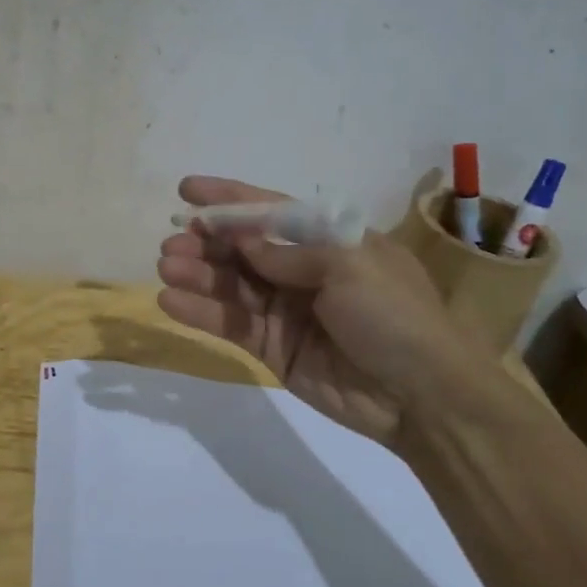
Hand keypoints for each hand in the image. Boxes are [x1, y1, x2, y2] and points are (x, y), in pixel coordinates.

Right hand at [156, 176, 499, 446]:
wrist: (421, 397)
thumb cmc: (394, 316)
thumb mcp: (350, 266)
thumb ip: (289, 253)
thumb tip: (243, 242)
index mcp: (330, 241)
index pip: (272, 210)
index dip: (229, 199)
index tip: (187, 189)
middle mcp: (303, 270)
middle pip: (243, 248)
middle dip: (206, 241)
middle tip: (172, 242)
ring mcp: (285, 310)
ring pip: (231, 284)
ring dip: (196, 273)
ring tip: (165, 267)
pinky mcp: (271, 347)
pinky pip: (230, 323)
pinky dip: (200, 311)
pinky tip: (170, 301)